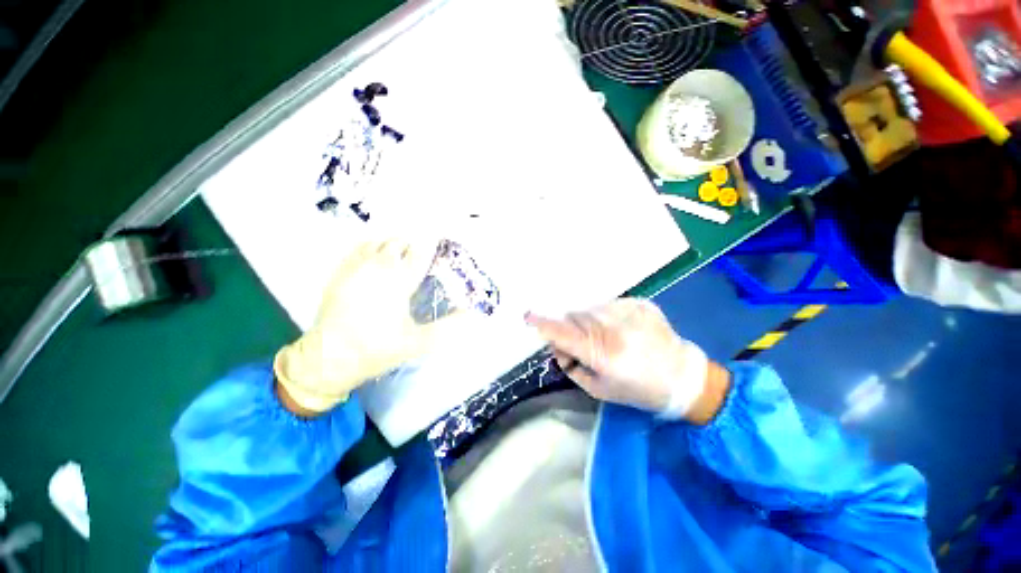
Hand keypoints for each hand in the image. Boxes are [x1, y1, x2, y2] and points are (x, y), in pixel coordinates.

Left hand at [275, 239, 466, 414]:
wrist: (329, 357)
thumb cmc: (378, 349)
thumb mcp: (419, 342)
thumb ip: (448, 326)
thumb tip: (471, 314)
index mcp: (399, 282)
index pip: (419, 253)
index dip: (430, 247)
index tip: (437, 247)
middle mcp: (378, 268)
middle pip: (399, 243)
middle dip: (411, 247)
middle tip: (419, 259)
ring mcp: (356, 268)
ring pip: (378, 242)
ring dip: (392, 245)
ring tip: (399, 256)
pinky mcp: (340, 272)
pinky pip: (358, 248)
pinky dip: (371, 247)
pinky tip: (375, 257)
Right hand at [526, 298, 725, 421]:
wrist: (682, 377)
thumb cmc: (638, 390)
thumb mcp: (598, 389)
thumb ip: (572, 366)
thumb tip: (558, 346)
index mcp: (602, 353)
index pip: (563, 333)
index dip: (543, 324)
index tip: (528, 316)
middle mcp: (613, 328)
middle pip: (574, 317)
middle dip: (570, 329)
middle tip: (583, 345)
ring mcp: (627, 312)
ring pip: (590, 309)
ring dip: (589, 321)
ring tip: (607, 337)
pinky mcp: (638, 303)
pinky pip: (609, 305)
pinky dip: (607, 316)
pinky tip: (622, 330)